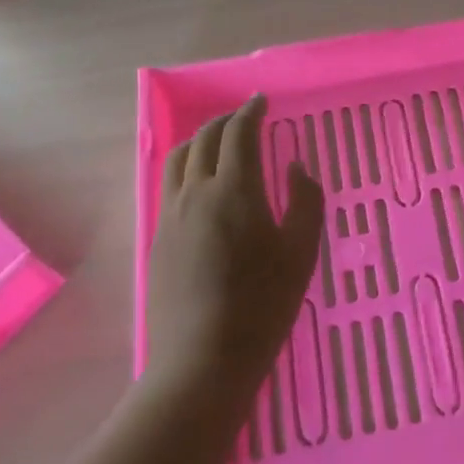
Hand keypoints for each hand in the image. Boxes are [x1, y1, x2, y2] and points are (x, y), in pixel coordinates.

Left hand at [147, 95, 324, 400]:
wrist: (201, 362)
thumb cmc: (262, 305)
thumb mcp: (301, 252)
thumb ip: (305, 201)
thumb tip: (295, 168)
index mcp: (233, 189)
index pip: (238, 134)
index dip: (250, 112)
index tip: (261, 101)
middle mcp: (196, 192)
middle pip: (204, 139)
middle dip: (224, 121)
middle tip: (243, 118)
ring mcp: (171, 216)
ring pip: (179, 159)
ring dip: (199, 140)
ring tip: (216, 142)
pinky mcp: (158, 240)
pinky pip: (169, 185)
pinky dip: (186, 167)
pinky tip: (199, 184)